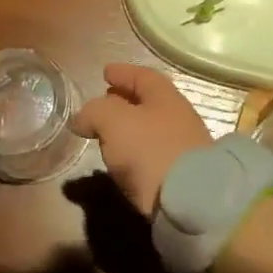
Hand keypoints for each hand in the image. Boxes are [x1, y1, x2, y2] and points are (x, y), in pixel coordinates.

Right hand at [71, 64, 211, 216]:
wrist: (190, 200)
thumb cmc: (151, 149)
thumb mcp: (114, 121)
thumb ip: (95, 112)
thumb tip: (82, 119)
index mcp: (165, 97)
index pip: (143, 76)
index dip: (122, 73)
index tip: (105, 72)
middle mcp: (178, 118)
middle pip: (148, 103)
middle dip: (124, 101)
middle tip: (103, 101)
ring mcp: (182, 148)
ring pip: (149, 130)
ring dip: (128, 129)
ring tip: (106, 135)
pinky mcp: (179, 176)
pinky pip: (151, 155)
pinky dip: (134, 153)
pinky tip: (121, 162)